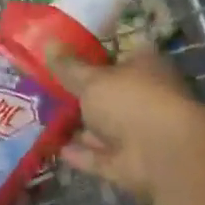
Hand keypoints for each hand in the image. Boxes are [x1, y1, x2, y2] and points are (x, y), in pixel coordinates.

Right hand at [48, 46, 204, 202]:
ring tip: (41, 118)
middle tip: (44, 90)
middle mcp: (144, 99)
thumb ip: (68, 66)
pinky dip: (78, 152)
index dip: (91, 58)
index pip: (118, 57)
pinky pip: (97, 155)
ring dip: (77, 126)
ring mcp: (138, 133)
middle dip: (80, 95)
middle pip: (108, 94)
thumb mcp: (92, 79)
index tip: (61, 59)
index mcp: (145, 68)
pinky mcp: (128, 163)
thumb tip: (47, 42)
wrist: (163, 154)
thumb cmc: (131, 101)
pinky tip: (53, 147)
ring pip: (102, 127)